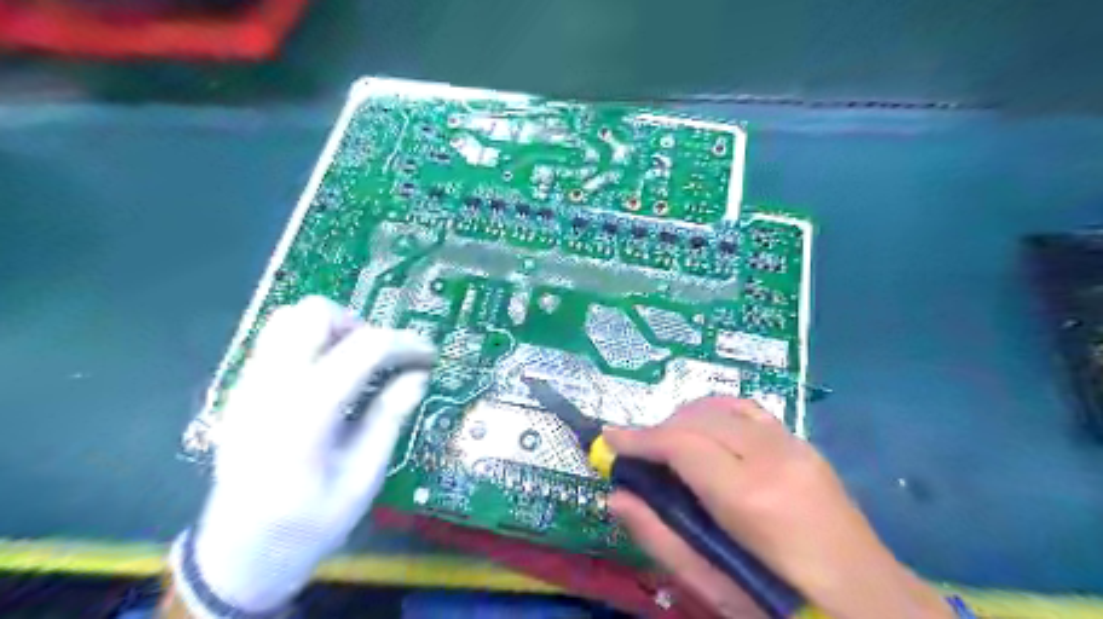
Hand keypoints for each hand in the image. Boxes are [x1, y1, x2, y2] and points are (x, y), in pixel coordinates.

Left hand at [173, 295, 435, 612]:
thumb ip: (389, 419)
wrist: (238, 555)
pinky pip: (277, 341)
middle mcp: (270, 387)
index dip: (405, 343)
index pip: (363, 348)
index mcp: (305, 413)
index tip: (429, 355)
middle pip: (314, 314)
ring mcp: (248, 385)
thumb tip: (417, 376)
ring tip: (356, 364)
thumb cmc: (308, 524)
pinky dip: (311, 343)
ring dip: (332, 330)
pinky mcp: (241, 390)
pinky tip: (329, 379)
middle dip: (359, 325)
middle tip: (382, 358)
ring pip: (289, 319)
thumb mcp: (363, 479)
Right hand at [600, 396, 953, 618]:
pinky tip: (707, 434)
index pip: (683, 445)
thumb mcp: (717, 587)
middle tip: (636, 451)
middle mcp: (774, 457)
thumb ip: (662, 538)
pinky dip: (716, 413)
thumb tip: (616, 497)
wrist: (875, 606)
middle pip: (700, 419)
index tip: (609, 439)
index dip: (640, 438)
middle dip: (660, 428)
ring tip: (667, 443)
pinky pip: (749, 411)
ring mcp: (795, 446)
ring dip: (687, 417)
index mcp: (752, 498)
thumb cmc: (787, 605)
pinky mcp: (806, 446)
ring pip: (724, 406)